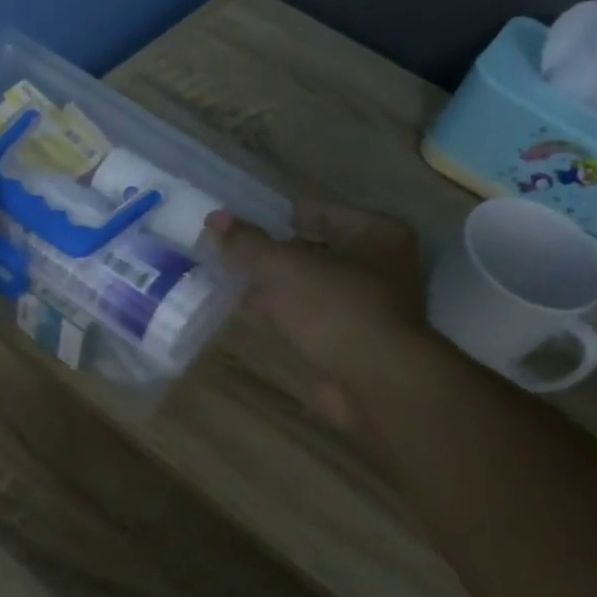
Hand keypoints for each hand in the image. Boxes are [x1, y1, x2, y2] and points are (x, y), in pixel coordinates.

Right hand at [208, 201, 423, 426]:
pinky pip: (311, 316)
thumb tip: (214, 218)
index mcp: (377, 234)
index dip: (280, 215)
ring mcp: (370, 307)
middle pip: (317, 249)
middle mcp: (382, 266)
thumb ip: (248, 243)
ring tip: (233, 277)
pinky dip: (285, 312)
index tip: (244, 221)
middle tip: (234, 249)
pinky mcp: (353, 341)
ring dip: (277, 284)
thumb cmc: (336, 308)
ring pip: (312, 286)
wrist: (375, 383)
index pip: (321, 212)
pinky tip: (251, 310)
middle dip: (276, 253)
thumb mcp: (283, 267)